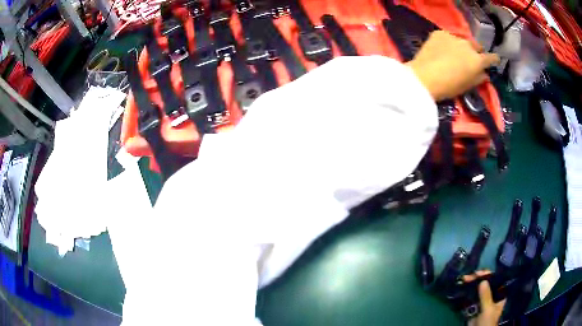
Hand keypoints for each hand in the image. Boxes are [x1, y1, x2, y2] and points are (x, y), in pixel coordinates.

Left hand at [406, 31, 499, 100]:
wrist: (425, 76)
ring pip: (462, 40)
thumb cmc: (449, 86)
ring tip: (454, 54)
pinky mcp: (439, 33)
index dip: (494, 59)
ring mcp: (453, 37)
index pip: (491, 57)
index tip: (494, 60)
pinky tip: (441, 50)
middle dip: (476, 52)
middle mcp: (468, 45)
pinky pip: (447, 37)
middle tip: (470, 59)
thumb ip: (479, 78)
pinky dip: (447, 43)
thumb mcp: (468, 86)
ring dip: (461, 46)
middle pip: (476, 46)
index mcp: (478, 60)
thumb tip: (485, 74)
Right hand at [463, 271, 505, 325]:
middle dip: (477, 279)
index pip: (495, 280)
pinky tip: (462, 288)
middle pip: (485, 284)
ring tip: (463, 280)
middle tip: (468, 276)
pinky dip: (466, 293)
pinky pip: (470, 299)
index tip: (479, 273)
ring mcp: (482, 302)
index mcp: (499, 295)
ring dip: (470, 285)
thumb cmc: (487, 322)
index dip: (488, 275)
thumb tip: (483, 280)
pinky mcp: (473, 308)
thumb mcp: (488, 310)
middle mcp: (491, 296)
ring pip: (477, 290)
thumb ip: (486, 296)